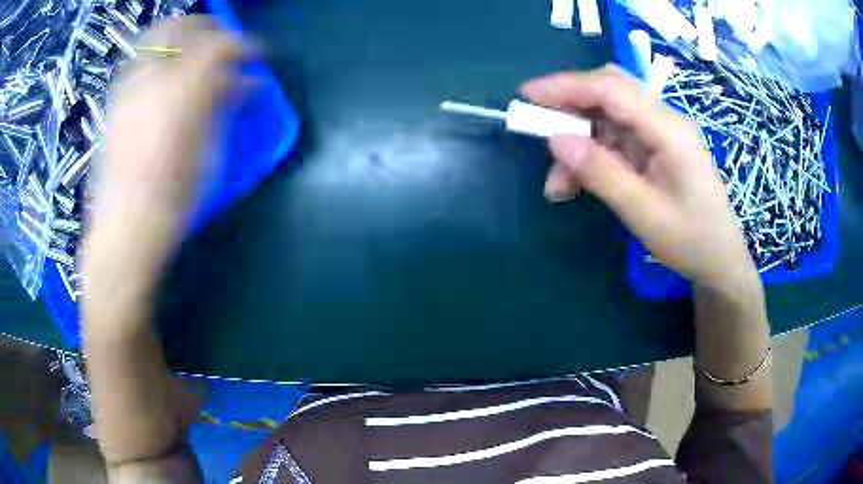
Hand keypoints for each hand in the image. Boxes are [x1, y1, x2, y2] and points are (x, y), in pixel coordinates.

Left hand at [97, 15, 242, 229]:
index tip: (256, 55)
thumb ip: (226, 108)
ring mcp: (127, 89)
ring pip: (155, 39)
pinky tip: (164, 78)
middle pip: (182, 27)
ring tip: (192, 55)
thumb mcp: (210, 154)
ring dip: (180, 38)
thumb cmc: (173, 200)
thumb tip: (247, 85)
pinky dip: (157, 58)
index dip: (245, 45)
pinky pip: (137, 63)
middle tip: (222, 42)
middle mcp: (151, 80)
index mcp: (182, 92)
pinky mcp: (114, 103)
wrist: (125, 230)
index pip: (220, 45)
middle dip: (207, 28)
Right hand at [521, 65, 756, 290]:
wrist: (720, 260)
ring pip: (607, 117)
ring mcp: (659, 133)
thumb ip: (601, 173)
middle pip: (609, 90)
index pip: (611, 89)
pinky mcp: (654, 148)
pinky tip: (576, 183)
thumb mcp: (644, 213)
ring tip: (558, 184)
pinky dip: (591, 155)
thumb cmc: (691, 241)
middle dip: (569, 104)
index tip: (527, 95)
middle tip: (538, 128)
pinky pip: (614, 139)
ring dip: (578, 139)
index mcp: (668, 129)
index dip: (566, 86)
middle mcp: (663, 121)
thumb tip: (556, 140)